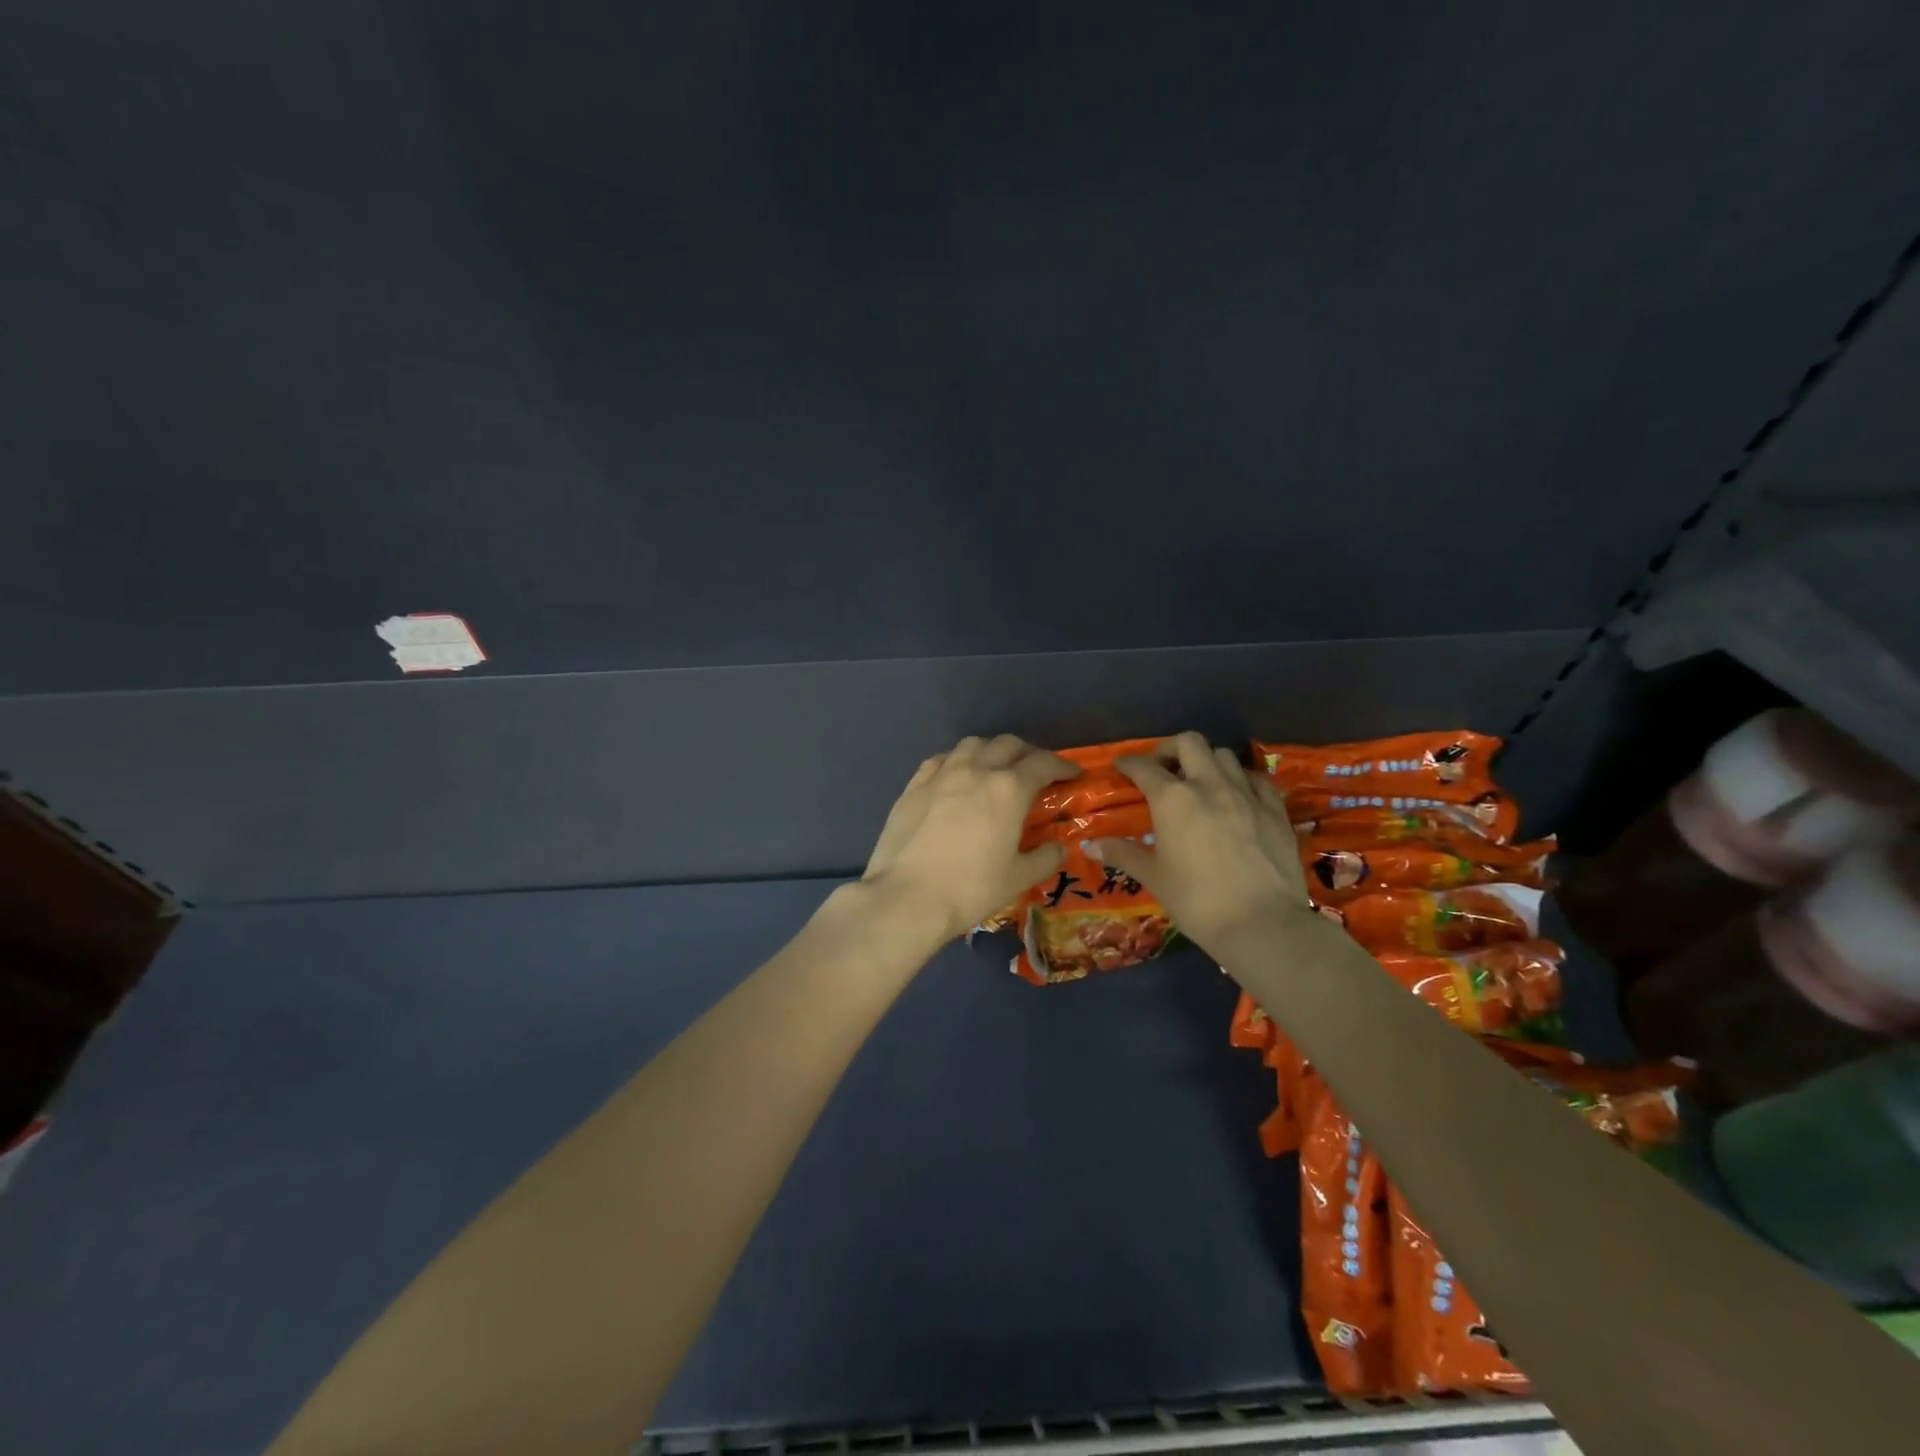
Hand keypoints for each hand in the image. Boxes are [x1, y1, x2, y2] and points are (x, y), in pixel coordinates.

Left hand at [861, 735, 1080, 942]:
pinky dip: (957, 760)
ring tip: (995, 767)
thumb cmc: (970, 889)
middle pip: (1008, 744)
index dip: (1062, 766)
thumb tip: (1058, 847)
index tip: (1073, 774)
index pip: (1043, 764)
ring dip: (991, 750)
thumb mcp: (1018, 879)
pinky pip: (940, 759)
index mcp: (1009, 790)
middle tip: (1035, 771)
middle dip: (1028, 753)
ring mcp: (941, 775)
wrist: (907, 897)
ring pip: (972, 744)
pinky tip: (957, 775)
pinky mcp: (913, 786)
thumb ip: (1044, 858)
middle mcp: (976, 771)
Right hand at [1090, 731, 1321, 952]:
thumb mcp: (1154, 878)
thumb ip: (1123, 854)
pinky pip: (1256, 779)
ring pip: (1224, 755)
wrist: (1262, 924)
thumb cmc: (1197, 901)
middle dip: (1170, 748)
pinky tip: (1237, 797)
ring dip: (1206, 761)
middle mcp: (1209, 784)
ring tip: (1200, 782)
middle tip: (1162, 768)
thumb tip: (1090, 845)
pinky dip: (1241, 780)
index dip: (1129, 763)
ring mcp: (1246, 794)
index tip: (1122, 767)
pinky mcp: (1275, 809)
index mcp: (1172, 799)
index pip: (1144, 767)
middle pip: (1188, 742)